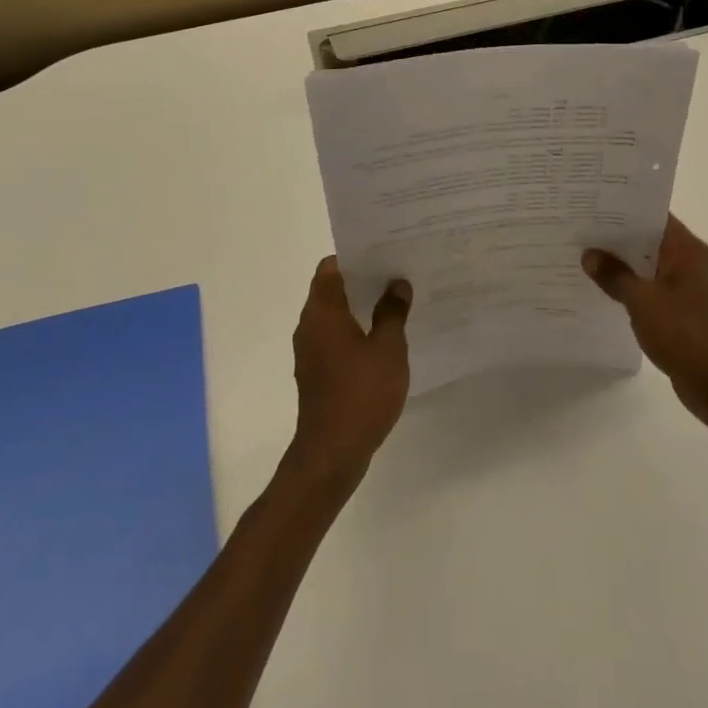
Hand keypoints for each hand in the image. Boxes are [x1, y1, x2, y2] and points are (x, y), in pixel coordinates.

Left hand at [288, 258, 411, 485]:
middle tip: (398, 273)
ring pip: (335, 315)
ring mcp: (311, 351)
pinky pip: (336, 338)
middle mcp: (309, 326)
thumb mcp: (387, 348)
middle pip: (333, 289)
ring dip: (361, 307)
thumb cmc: (361, 394)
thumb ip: (392, 312)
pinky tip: (384, 339)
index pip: (331, 267)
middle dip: (364, 279)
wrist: (332, 454)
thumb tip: (397, 284)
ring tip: (397, 302)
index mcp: (322, 312)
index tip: (384, 253)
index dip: (356, 256)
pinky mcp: (317, 373)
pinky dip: (356, 331)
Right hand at [582, 215, 707, 428]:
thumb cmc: (685, 335)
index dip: (625, 210)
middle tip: (582, 231)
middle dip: (620, 238)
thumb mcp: (642, 301)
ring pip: (653, 268)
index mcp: (688, 250)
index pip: (654, 216)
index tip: (594, 206)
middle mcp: (694, 263)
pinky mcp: (688, 314)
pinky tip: (609, 293)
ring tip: (588, 259)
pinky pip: (656, 291)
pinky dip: (636, 289)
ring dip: (626, 266)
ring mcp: (693, 290)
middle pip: (652, 241)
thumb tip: (590, 254)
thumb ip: (615, 275)